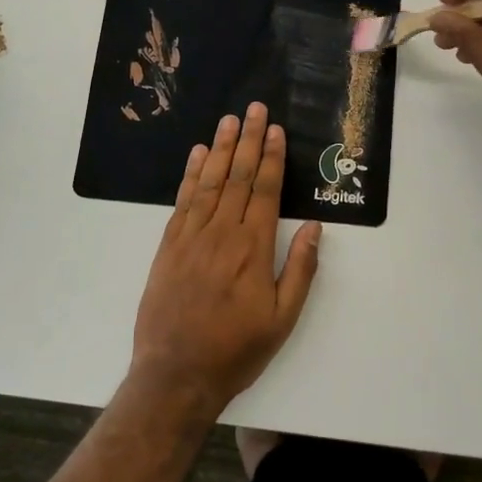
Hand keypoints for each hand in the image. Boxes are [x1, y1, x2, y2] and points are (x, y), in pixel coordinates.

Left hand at [130, 104, 321, 419]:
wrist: (176, 373)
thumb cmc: (236, 349)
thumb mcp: (282, 319)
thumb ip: (300, 270)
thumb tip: (313, 227)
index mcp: (253, 248)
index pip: (264, 190)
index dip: (270, 157)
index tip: (274, 129)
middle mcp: (221, 233)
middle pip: (237, 176)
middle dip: (248, 140)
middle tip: (253, 108)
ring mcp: (191, 236)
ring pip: (209, 182)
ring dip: (220, 148)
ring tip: (228, 120)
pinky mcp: (169, 245)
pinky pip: (183, 201)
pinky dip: (191, 174)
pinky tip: (198, 155)